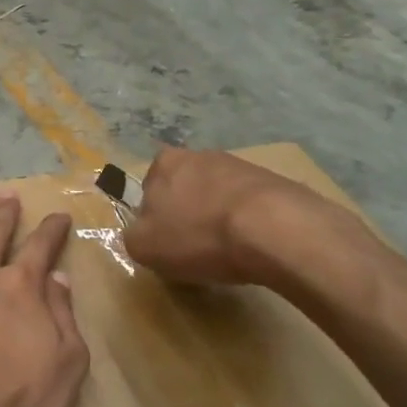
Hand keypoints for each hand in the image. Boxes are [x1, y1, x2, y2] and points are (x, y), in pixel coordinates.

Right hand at [124, 146, 332, 284]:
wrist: (272, 229)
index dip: (155, 219)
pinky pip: (249, 206)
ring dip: (219, 219)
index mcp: (164, 163)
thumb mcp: (144, 247)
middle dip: (188, 215)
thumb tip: (143, 233)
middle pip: (185, 190)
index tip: (167, 243)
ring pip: (218, 197)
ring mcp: (239, 165)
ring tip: (229, 252)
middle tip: (196, 249)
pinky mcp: (273, 181)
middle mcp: (199, 154)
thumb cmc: (198, 235)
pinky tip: (254, 246)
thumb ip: (133, 236)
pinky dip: (248, 223)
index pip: (149, 190)